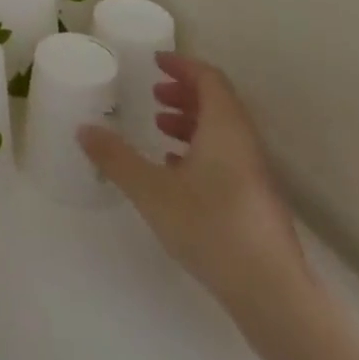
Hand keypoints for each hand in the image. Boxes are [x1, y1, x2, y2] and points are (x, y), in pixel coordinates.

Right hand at [79, 52, 306, 307]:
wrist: (274, 297)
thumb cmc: (212, 228)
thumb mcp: (151, 191)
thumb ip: (116, 158)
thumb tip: (83, 129)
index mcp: (225, 128)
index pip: (209, 78)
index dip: (182, 65)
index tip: (156, 62)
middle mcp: (245, 144)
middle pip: (218, 103)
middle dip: (184, 93)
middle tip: (153, 95)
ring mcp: (255, 176)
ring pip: (223, 133)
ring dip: (192, 123)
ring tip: (160, 130)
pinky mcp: (256, 204)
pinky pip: (227, 158)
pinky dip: (201, 151)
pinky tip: (177, 173)